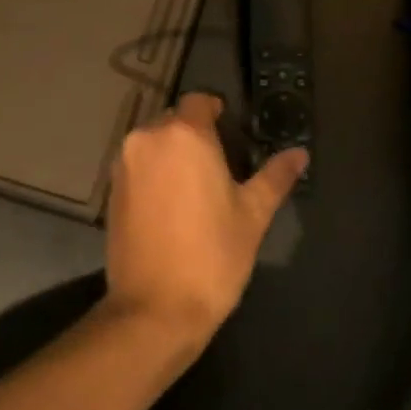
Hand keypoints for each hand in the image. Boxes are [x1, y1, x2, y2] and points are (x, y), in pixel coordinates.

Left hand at [104, 92, 307, 352]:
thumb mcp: (253, 214)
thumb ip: (275, 176)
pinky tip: (172, 205)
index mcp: (184, 135)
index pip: (199, 101)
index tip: (232, 132)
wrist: (155, 309)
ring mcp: (124, 165)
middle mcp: (147, 139)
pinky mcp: (110, 192)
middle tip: (220, 165)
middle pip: (174, 120)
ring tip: (197, 187)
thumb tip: (300, 153)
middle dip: (195, 134)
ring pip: (154, 143)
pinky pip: (138, 167)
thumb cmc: (212, 255)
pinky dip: (155, 174)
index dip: (216, 111)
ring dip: (173, 154)